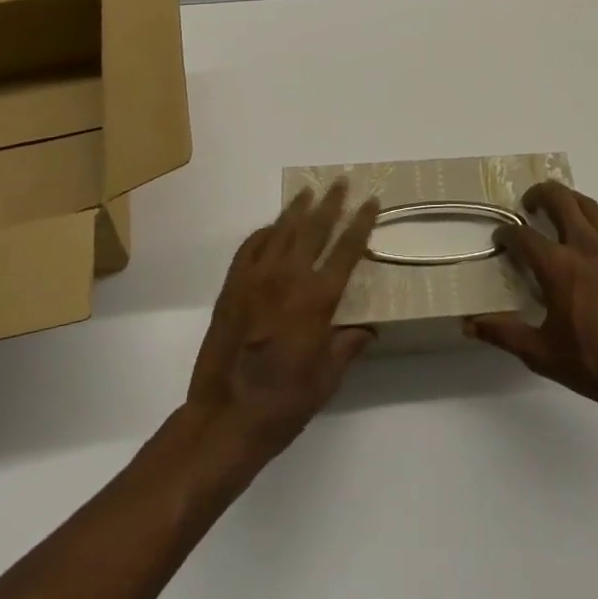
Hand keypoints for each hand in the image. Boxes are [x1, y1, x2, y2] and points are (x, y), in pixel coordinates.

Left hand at [184, 180, 380, 470]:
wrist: (225, 417)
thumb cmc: (284, 402)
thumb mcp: (328, 378)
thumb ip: (348, 345)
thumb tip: (368, 329)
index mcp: (318, 298)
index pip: (347, 248)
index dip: (361, 222)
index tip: (371, 200)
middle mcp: (289, 277)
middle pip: (315, 227)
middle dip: (331, 202)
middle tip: (341, 181)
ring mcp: (256, 277)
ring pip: (282, 230)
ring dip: (298, 208)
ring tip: (309, 191)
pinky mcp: (232, 286)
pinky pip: (250, 247)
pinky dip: (264, 232)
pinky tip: (271, 227)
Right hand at [469, 182, 597, 415]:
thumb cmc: (594, 363)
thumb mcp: (542, 354)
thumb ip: (504, 334)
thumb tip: (469, 324)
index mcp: (558, 266)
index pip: (523, 235)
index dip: (507, 233)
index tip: (500, 238)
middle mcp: (586, 247)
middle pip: (561, 199)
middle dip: (540, 193)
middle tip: (529, 204)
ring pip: (590, 208)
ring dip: (570, 202)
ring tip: (560, 213)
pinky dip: (596, 237)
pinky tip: (595, 262)